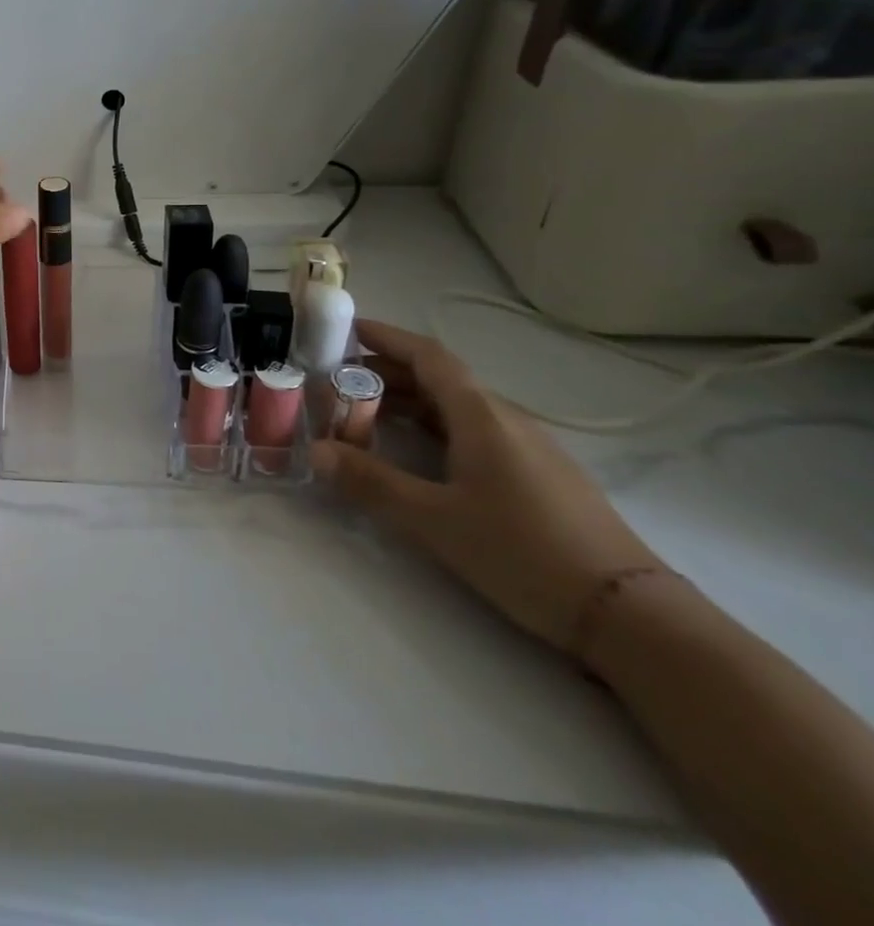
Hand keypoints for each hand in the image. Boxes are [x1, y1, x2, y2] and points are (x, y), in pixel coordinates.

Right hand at [311, 319, 661, 651]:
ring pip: (459, 408)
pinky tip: (418, 453)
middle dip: (388, 372)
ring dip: (411, 401)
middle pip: (441, 380)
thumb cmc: (523, 552)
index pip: (429, 357)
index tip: (348, 328)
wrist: (630, 616)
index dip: (387, 337)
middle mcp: (506, 421)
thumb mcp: (433, 519)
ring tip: (366, 415)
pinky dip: (435, 427)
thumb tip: (315, 451)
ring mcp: (529, 449)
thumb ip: (370, 482)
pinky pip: (475, 432)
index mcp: (481, 417)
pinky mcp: (540, 478)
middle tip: (339, 381)